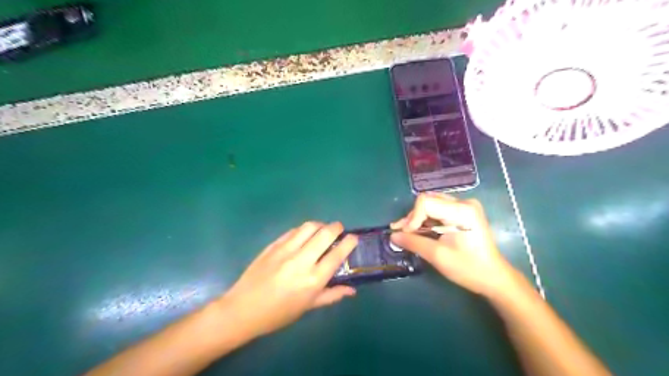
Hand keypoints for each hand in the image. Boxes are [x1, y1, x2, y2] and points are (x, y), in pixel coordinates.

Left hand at [219, 222, 355, 338]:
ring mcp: (285, 250)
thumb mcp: (308, 307)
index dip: (349, 243)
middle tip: (339, 230)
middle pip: (325, 234)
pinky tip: (304, 236)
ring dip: (320, 225)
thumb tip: (352, 290)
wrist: (243, 309)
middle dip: (337, 227)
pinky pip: (293, 231)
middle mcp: (302, 261)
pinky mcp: (273, 245)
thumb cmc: (278, 313)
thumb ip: (332, 295)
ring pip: (309, 227)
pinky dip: (303, 230)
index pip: (337, 254)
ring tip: (322, 230)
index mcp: (313, 280)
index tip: (354, 238)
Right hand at [394, 194, 516, 295]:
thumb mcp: (437, 255)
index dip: (412, 217)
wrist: (494, 277)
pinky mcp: (464, 212)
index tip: (406, 234)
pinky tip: (419, 230)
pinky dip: (427, 220)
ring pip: (432, 205)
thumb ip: (413, 242)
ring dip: (418, 218)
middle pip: (428, 201)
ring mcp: (465, 206)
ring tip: (407, 233)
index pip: (426, 202)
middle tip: (402, 233)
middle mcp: (464, 202)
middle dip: (413, 217)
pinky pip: (439, 210)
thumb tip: (392, 236)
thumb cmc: (468, 268)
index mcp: (461, 210)